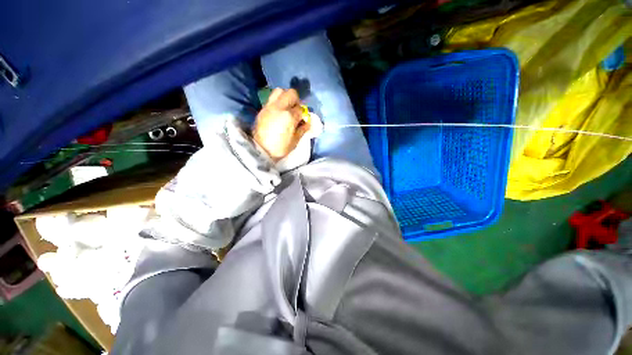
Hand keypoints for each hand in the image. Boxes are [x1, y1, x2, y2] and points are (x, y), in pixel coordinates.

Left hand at [252, 88, 309, 161]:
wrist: (261, 150)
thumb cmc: (280, 147)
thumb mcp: (295, 140)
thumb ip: (303, 129)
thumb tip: (307, 122)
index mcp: (289, 116)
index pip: (300, 109)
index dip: (303, 114)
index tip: (302, 119)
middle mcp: (279, 107)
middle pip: (291, 93)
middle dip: (296, 100)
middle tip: (296, 109)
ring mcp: (269, 107)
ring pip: (279, 91)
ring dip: (285, 97)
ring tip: (287, 107)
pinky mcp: (262, 109)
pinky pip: (271, 99)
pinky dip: (277, 102)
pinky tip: (278, 112)